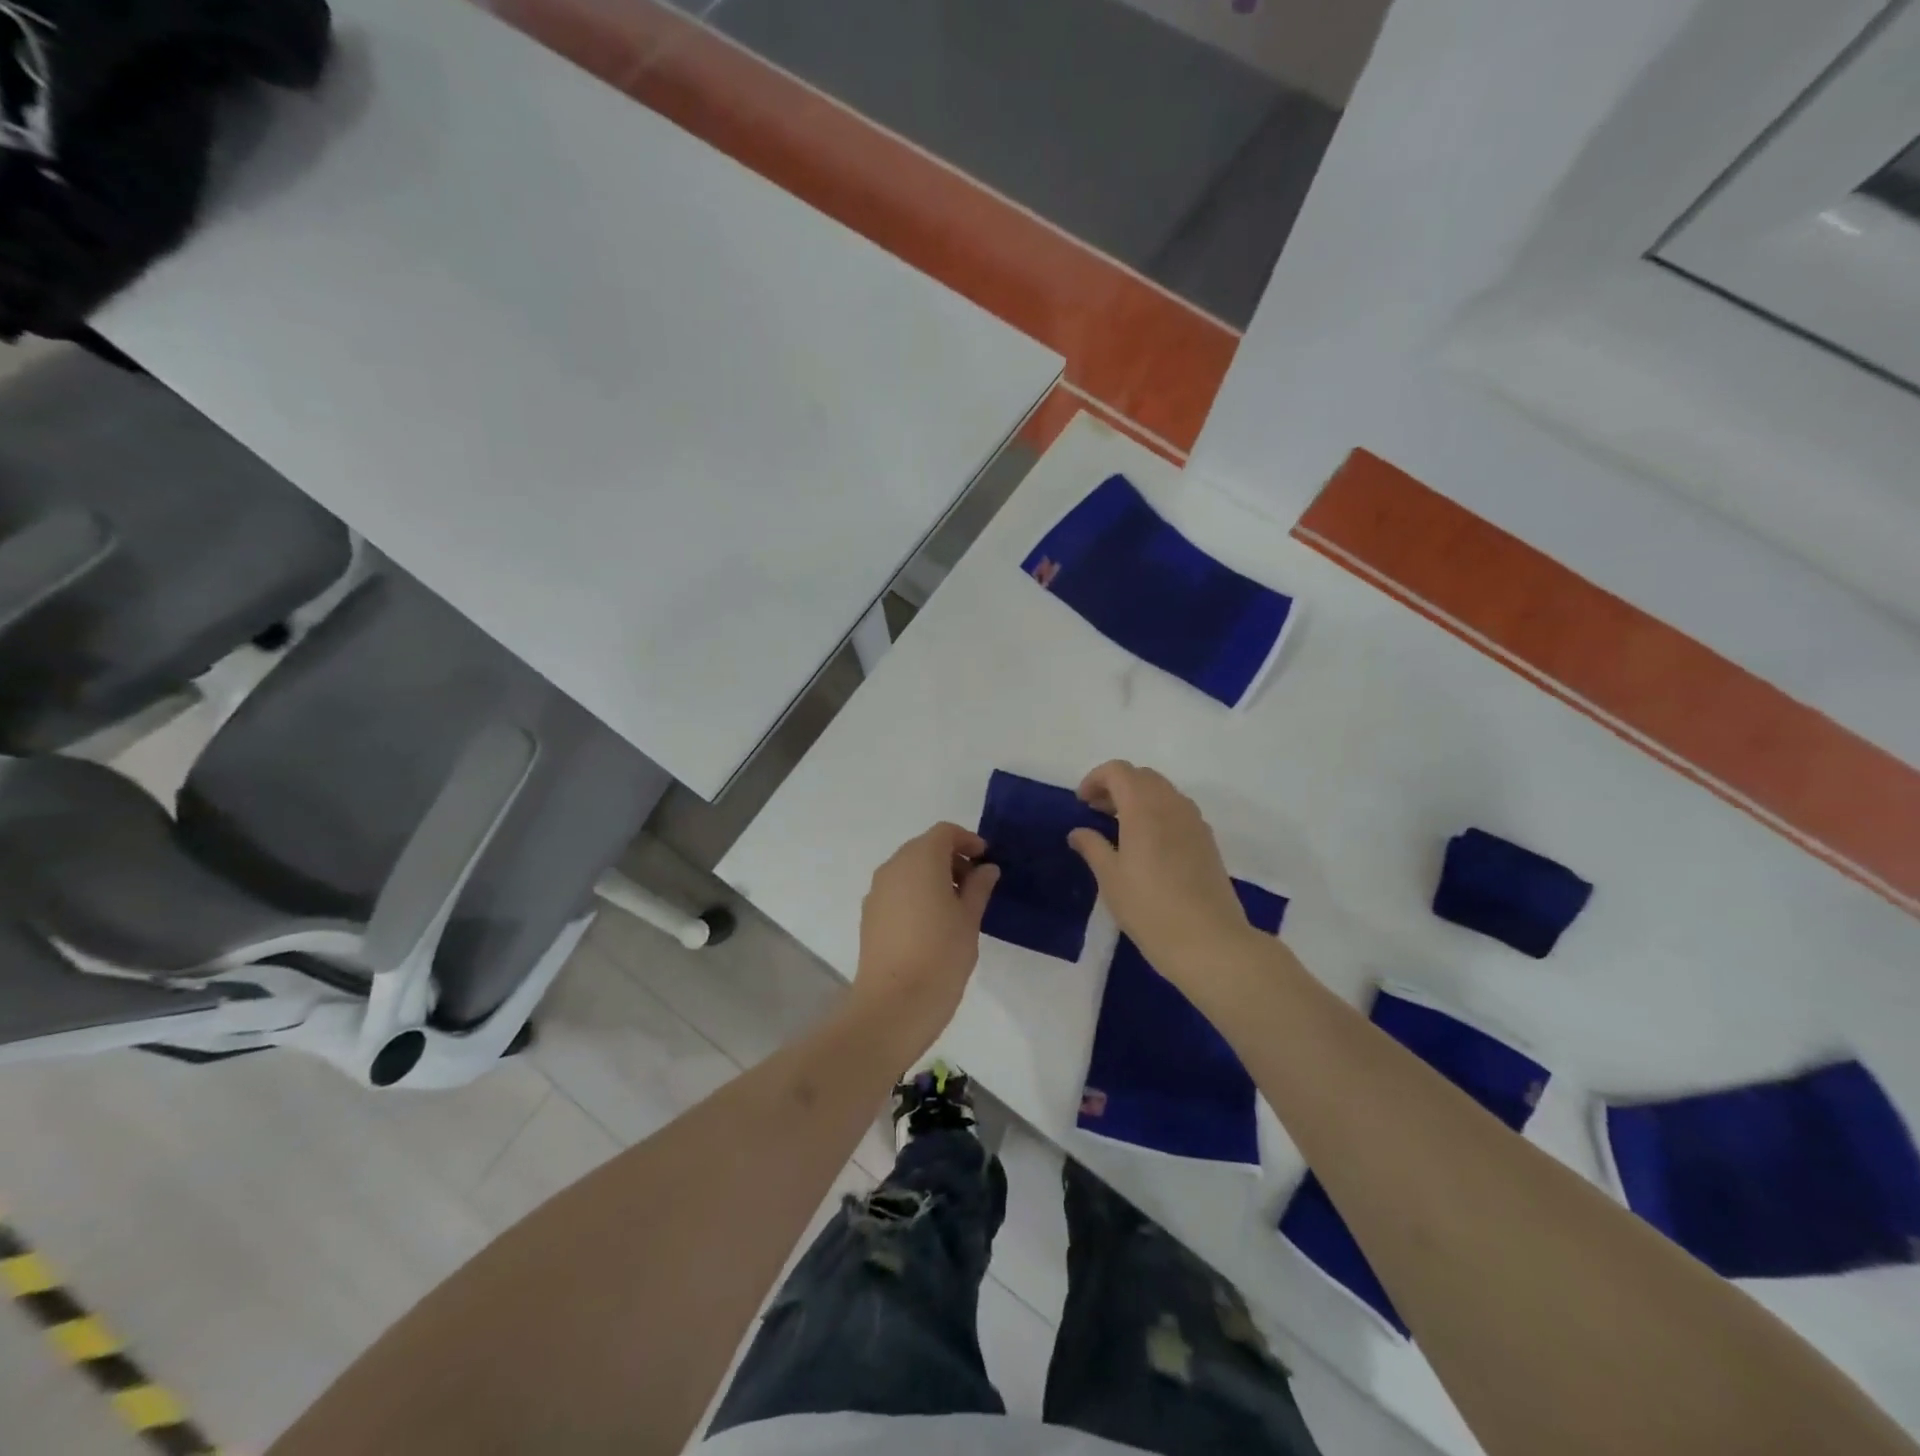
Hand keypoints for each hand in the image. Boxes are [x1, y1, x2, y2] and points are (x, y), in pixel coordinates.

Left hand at [852, 822, 1000, 1058]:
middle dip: (951, 859)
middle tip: (975, 885)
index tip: (985, 860)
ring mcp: (877, 890)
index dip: (967, 840)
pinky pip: (897, 890)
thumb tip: (986, 869)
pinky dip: (916, 893)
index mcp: (920, 859)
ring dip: (933, 876)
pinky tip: (932, 923)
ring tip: (956, 907)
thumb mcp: (970, 919)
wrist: (893, 1004)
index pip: (944, 832)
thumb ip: (979, 887)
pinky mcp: (869, 914)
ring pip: (909, 869)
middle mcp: (893, 866)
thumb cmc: (941, 955)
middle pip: (924, 847)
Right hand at [1068, 761, 1259, 1001]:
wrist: (1209, 941)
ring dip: (1138, 797)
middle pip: (1142, 776)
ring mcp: (1194, 821)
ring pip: (1163, 791)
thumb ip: (1092, 847)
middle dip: (1116, 786)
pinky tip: (1147, 844)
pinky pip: (1178, 810)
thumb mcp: (1110, 879)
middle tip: (1096, 812)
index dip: (1096, 779)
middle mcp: (1172, 805)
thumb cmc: (1150, 908)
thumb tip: (1078, 832)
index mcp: (1144, 808)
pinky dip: (1157, 812)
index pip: (1119, 771)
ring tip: (1119, 827)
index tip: (1081, 803)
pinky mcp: (1207, 840)